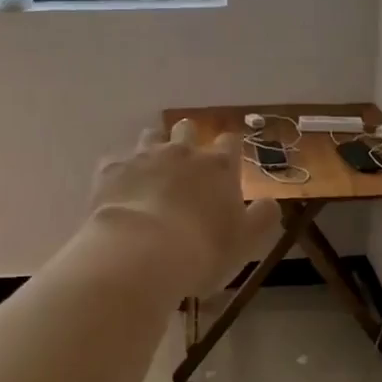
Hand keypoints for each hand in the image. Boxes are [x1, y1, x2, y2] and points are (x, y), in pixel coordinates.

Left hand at [90, 120, 281, 293]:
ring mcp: (143, 156)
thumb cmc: (202, 250)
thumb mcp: (247, 240)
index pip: (230, 142)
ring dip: (153, 148)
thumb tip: (270, 202)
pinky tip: (118, 191)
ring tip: (150, 172)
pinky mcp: (111, 169)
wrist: (141, 252)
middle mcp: (182, 152)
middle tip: (186, 164)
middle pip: (186, 129)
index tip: (228, 162)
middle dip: (188, 139)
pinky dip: (120, 172)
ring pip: (150, 136)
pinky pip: (116, 161)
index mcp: (218, 166)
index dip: (230, 149)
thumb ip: (262, 217)